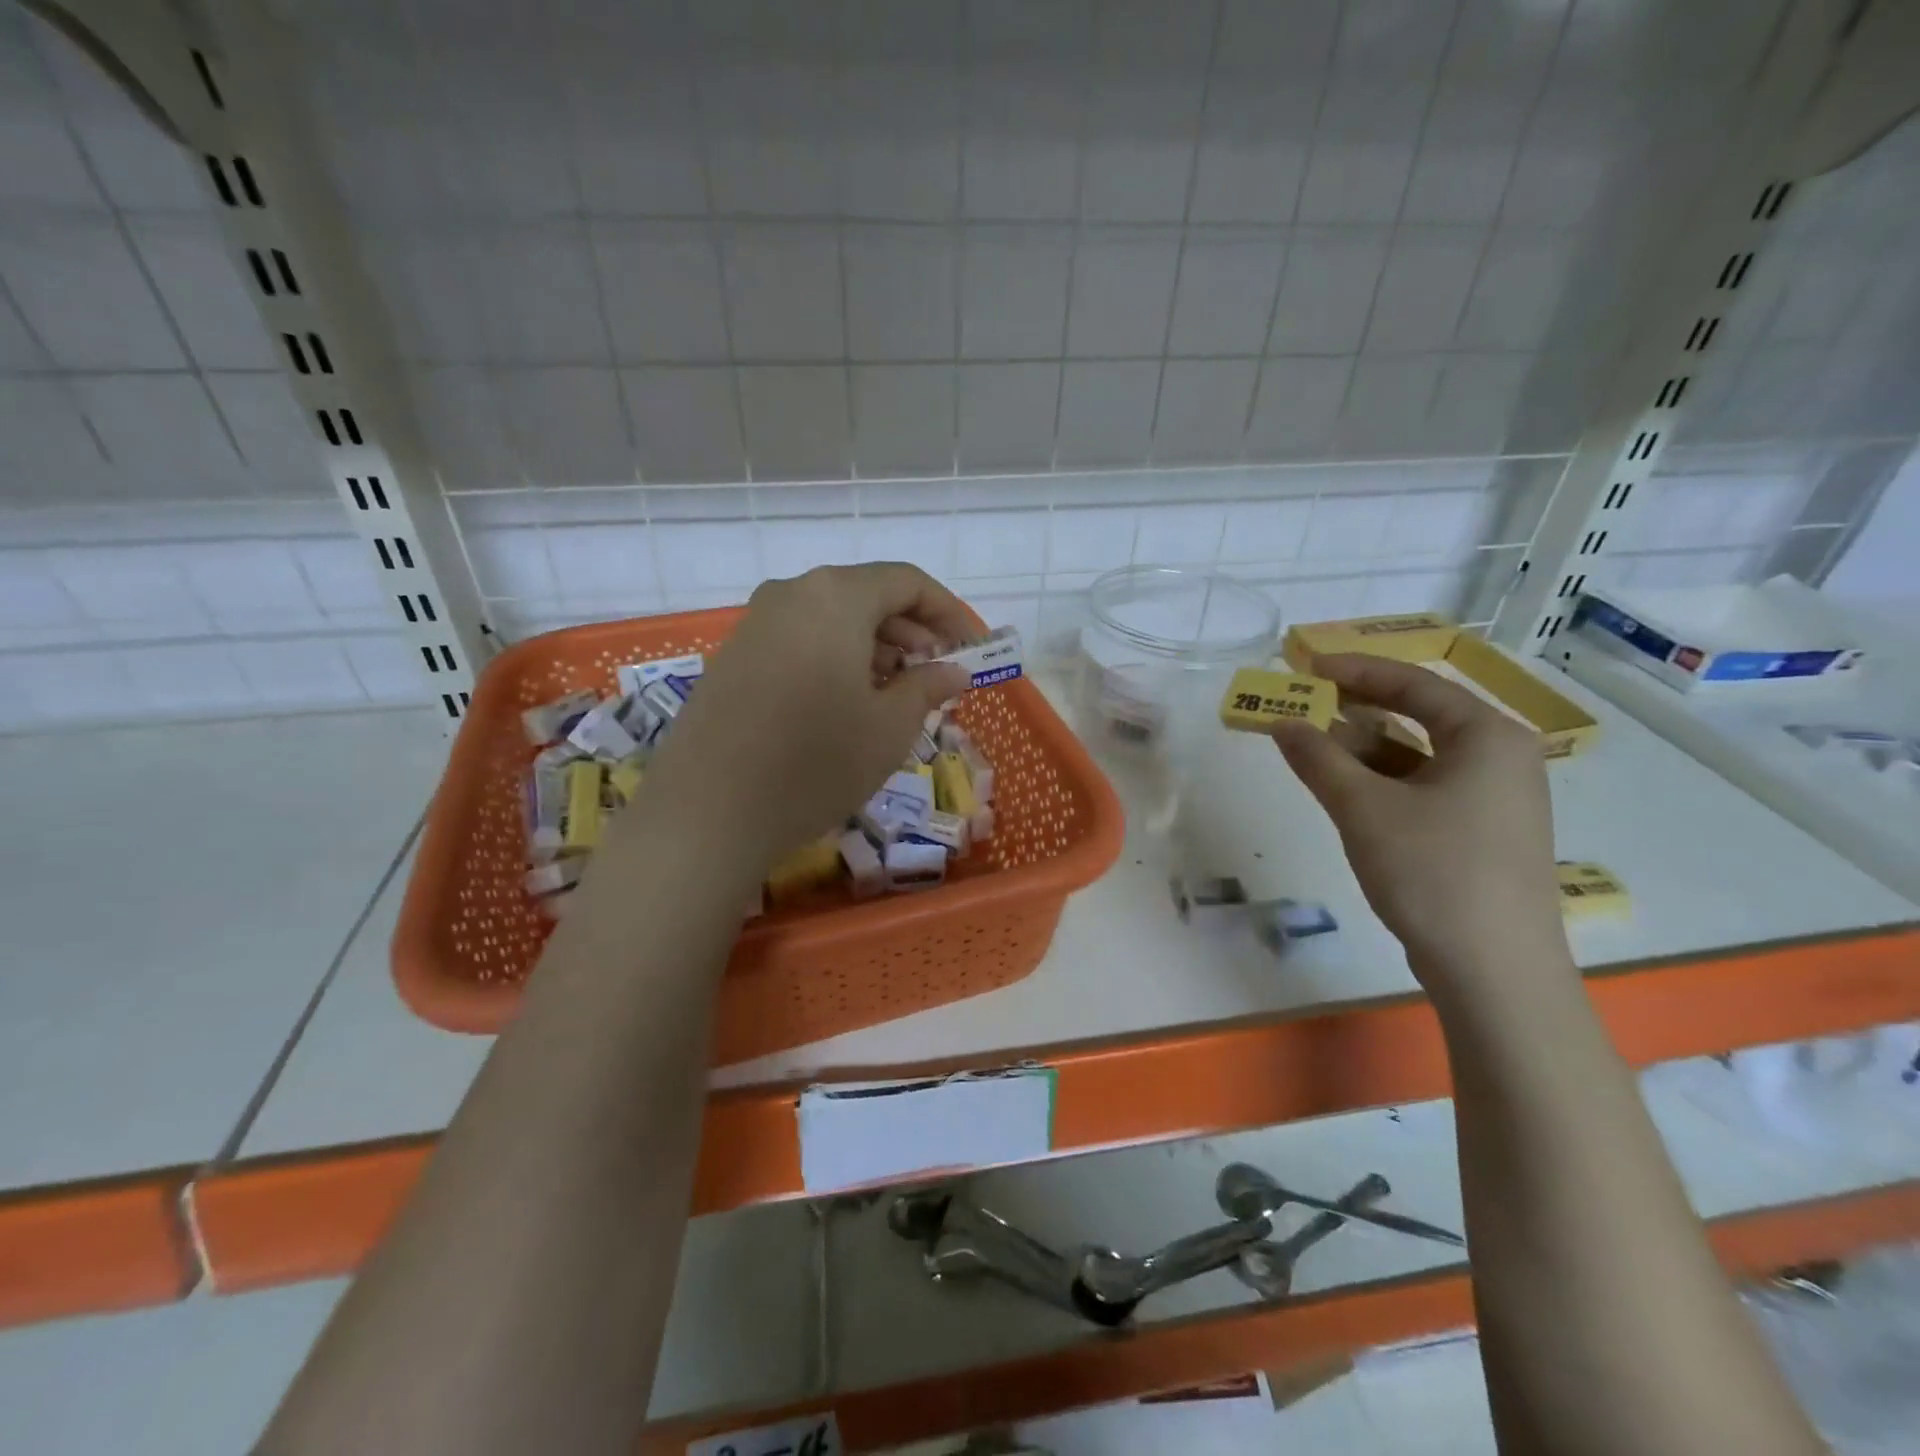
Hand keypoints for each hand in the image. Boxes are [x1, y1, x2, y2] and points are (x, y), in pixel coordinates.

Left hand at [633, 563, 971, 867]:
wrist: (707, 813)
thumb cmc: (816, 763)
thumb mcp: (889, 727)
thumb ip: (927, 687)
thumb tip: (952, 670)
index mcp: (836, 597)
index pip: (907, 581)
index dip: (947, 611)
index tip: (969, 648)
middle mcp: (791, 595)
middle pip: (866, 596)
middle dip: (910, 632)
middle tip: (935, 675)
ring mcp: (754, 625)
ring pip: (831, 620)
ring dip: (873, 648)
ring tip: (894, 695)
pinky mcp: (732, 658)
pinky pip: (799, 641)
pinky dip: (835, 660)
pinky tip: (845, 705)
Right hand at [1270, 652, 1571, 1002]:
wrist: (1494, 970)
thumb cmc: (1433, 872)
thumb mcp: (1363, 808)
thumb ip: (1318, 758)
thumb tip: (1280, 721)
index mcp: (1488, 736)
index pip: (1415, 683)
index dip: (1355, 670)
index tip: (1305, 666)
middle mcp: (1499, 758)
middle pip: (1418, 715)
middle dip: (1355, 708)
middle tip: (1302, 702)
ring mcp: (1493, 798)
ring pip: (1417, 755)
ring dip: (1362, 747)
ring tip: (1308, 743)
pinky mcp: (1479, 832)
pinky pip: (1422, 787)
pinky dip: (1380, 781)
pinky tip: (1341, 787)